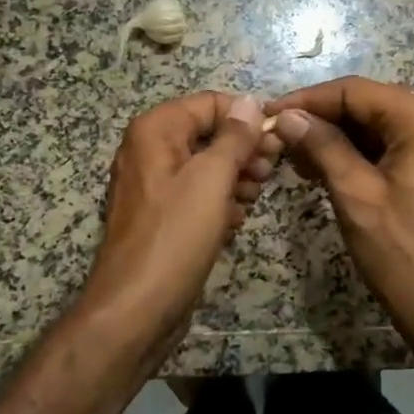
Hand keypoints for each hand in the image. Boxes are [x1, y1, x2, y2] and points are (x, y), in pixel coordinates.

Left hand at [80, 92, 277, 370]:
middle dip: (243, 149)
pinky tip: (236, 219)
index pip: (210, 103)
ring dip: (236, 176)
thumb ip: (234, 137)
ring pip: (206, 165)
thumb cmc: (175, 235)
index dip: (246, 116)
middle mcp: (150, 150)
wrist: (135, 311)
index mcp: (155, 130)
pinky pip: (197, 194)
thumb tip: (249, 102)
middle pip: (208, 133)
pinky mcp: (163, 216)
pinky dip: (220, 201)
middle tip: (270, 171)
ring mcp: (154, 185)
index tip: (278, 138)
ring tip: (254, 196)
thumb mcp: (212, 179)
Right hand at [266, 77, 413, 391]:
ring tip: (292, 154)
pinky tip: (320, 168)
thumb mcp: (355, 194)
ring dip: (333, 136)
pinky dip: (353, 153)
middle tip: (278, 136)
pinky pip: (386, 146)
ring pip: (373, 125)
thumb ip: (321, 145)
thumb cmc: (401, 251)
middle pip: (365, 103)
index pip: (355, 91)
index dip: (308, 99)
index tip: (269, 113)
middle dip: (320, 118)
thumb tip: (287, 116)